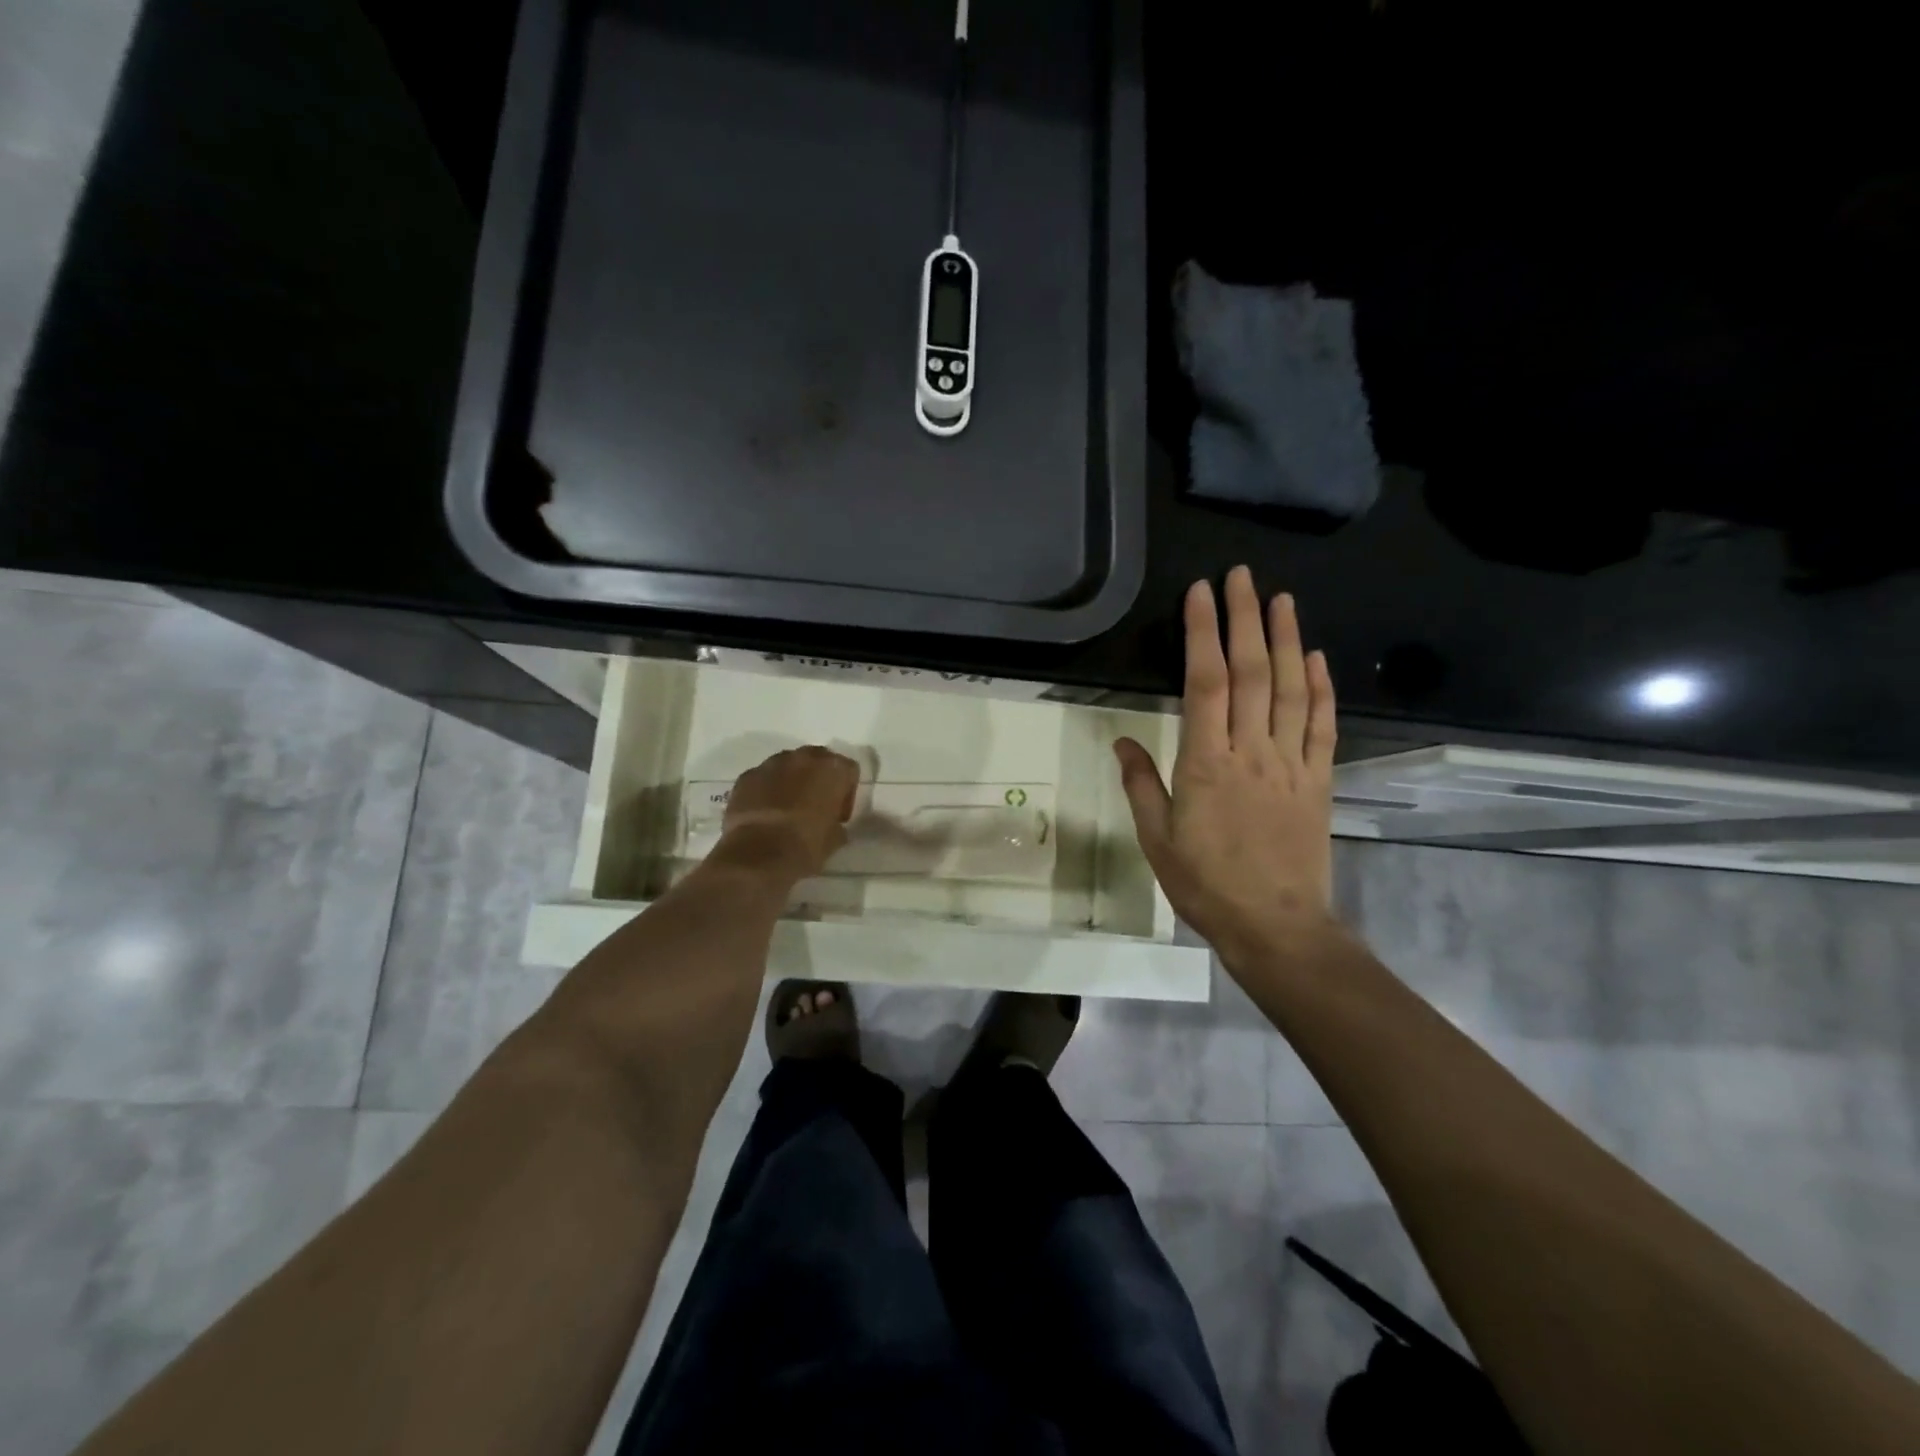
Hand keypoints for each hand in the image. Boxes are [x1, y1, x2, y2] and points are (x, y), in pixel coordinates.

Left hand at [716, 746, 860, 879]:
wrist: (758, 855)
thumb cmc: (806, 845)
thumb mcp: (835, 839)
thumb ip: (837, 824)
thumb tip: (833, 825)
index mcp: (833, 769)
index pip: (849, 771)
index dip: (846, 794)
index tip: (839, 816)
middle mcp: (803, 757)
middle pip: (818, 760)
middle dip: (818, 780)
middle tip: (815, 807)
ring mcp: (771, 764)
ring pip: (788, 766)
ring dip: (791, 782)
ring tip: (787, 810)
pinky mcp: (747, 776)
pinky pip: (763, 778)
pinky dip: (766, 790)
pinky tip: (765, 813)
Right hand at [1114, 567, 1337, 967]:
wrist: (1276, 926)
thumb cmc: (1206, 884)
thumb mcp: (1157, 839)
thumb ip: (1141, 785)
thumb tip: (1123, 741)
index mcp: (1206, 763)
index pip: (1205, 683)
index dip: (1203, 633)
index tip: (1201, 594)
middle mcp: (1252, 751)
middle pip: (1251, 673)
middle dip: (1245, 619)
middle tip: (1241, 576)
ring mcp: (1291, 763)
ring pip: (1291, 689)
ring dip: (1287, 639)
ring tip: (1282, 599)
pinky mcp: (1318, 780)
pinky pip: (1321, 726)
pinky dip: (1321, 688)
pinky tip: (1317, 658)